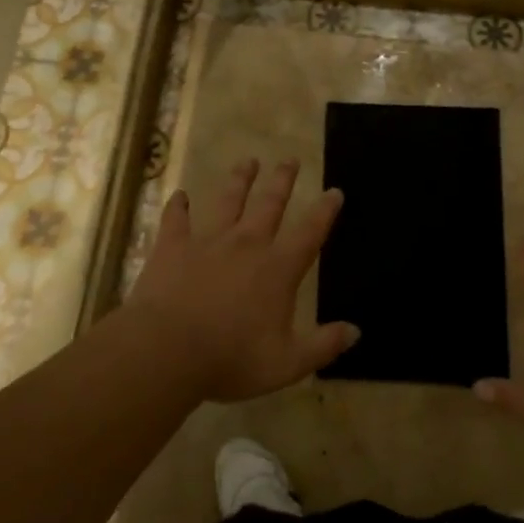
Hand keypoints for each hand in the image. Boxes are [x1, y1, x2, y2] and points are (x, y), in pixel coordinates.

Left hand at [126, 157, 357, 402]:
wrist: (167, 350)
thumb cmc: (231, 359)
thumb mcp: (287, 363)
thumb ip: (323, 346)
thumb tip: (356, 332)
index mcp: (277, 269)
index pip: (309, 233)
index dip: (325, 211)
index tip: (334, 191)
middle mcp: (247, 244)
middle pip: (269, 204)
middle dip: (282, 181)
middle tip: (290, 159)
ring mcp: (208, 241)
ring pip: (228, 201)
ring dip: (239, 180)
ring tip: (248, 161)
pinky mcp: (173, 246)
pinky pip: (176, 219)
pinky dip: (178, 206)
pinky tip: (179, 196)